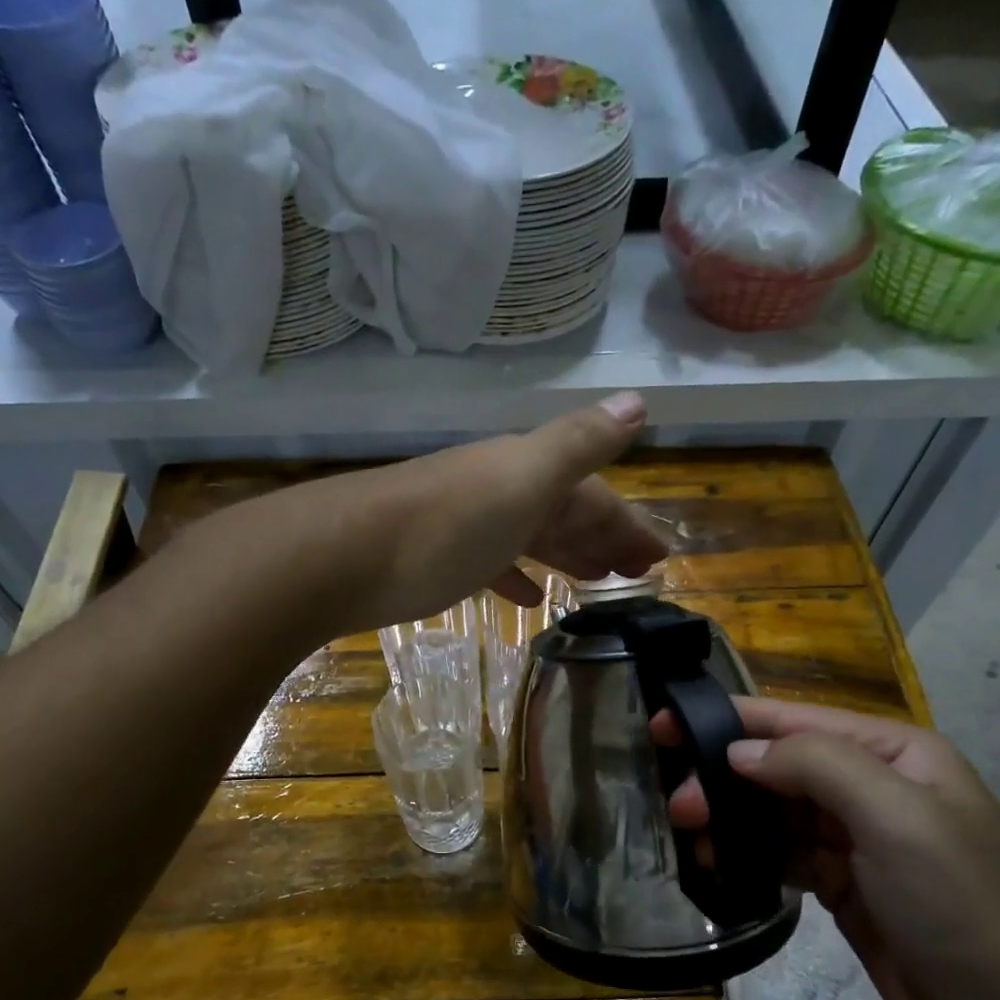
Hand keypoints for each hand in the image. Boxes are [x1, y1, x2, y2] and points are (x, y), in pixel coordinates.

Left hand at [293, 393, 666, 633]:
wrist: (340, 556)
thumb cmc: (445, 525)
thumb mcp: (523, 479)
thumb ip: (579, 443)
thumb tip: (639, 401)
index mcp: (525, 471)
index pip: (593, 494)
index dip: (628, 523)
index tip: (660, 560)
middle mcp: (497, 489)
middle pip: (563, 512)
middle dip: (604, 539)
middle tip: (636, 575)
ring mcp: (464, 523)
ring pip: (530, 536)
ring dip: (566, 555)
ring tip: (595, 584)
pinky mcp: (435, 558)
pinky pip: (492, 562)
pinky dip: (516, 575)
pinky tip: (528, 597)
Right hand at [657, 698, 999, 999]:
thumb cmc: (967, 906)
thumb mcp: (896, 817)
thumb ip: (815, 766)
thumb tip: (738, 754)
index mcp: (892, 753)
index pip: (793, 721)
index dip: (726, 720)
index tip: (663, 725)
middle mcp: (872, 787)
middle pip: (777, 766)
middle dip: (723, 778)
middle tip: (678, 807)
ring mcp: (858, 842)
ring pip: (774, 813)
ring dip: (731, 820)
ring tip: (692, 840)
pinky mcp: (846, 889)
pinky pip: (784, 857)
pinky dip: (750, 857)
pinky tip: (720, 866)